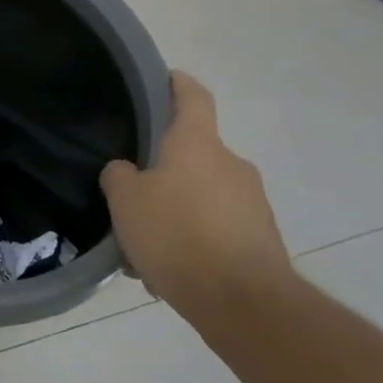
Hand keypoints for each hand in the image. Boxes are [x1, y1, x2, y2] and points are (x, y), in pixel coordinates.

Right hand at [100, 71, 293, 328]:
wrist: (244, 304)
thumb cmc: (177, 234)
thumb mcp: (125, 200)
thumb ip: (120, 176)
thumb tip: (127, 171)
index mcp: (198, 144)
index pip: (192, 97)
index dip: (178, 84)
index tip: (165, 78)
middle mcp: (231, 165)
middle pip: (193, 155)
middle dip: (164, 172)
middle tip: (133, 196)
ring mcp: (253, 204)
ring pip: (202, 198)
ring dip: (176, 214)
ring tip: (145, 250)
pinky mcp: (263, 242)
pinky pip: (217, 231)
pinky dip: (194, 243)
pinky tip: (168, 274)